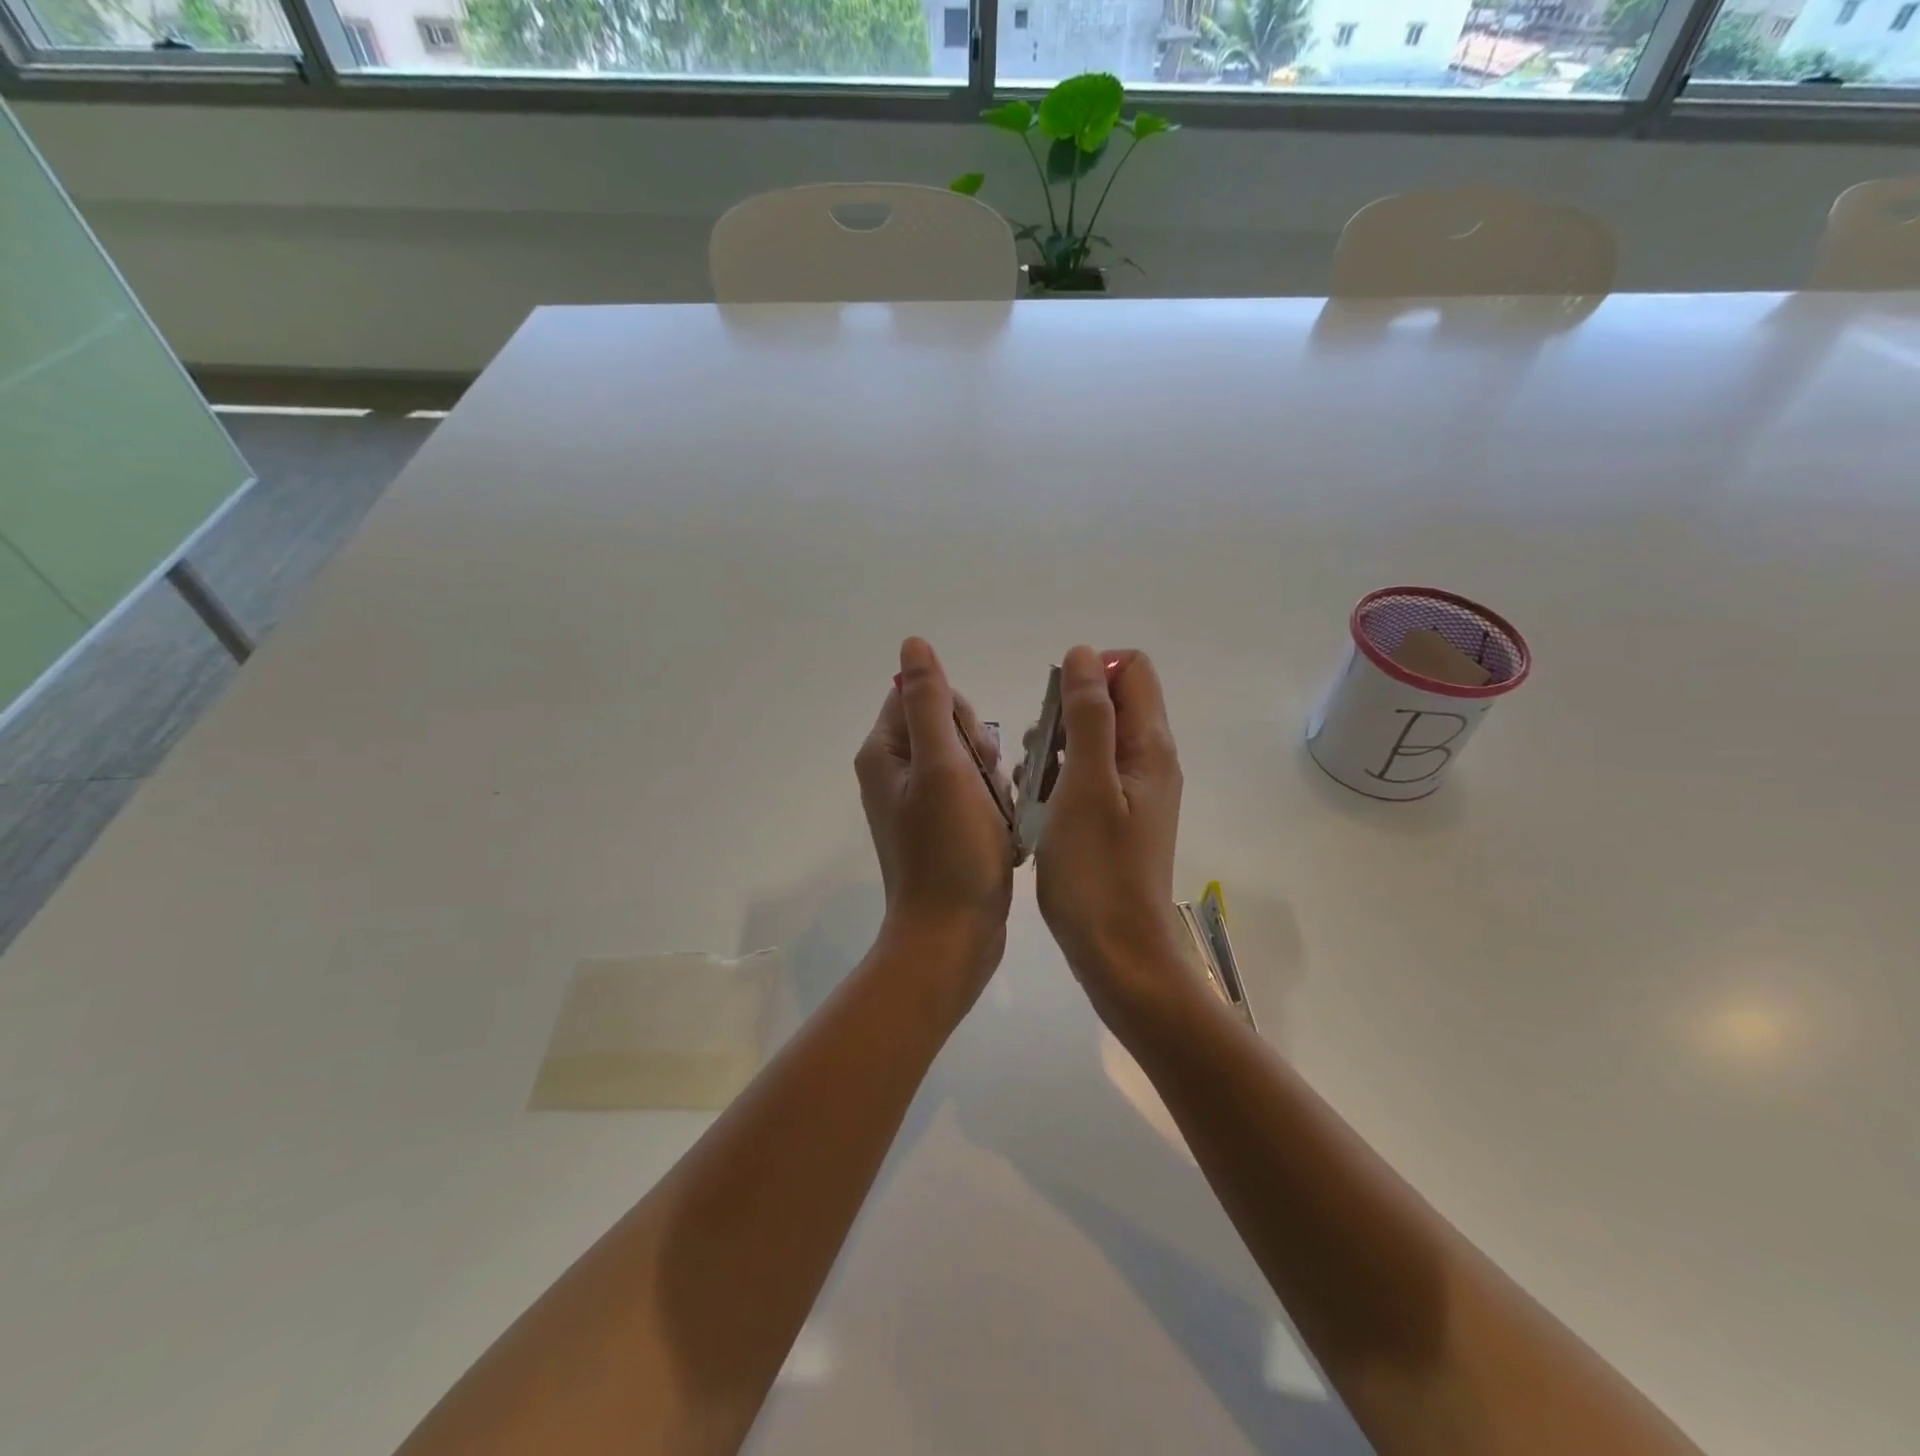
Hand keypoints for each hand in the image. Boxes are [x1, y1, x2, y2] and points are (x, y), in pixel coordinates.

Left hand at [855, 638, 1014, 998]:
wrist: (953, 935)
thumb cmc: (950, 850)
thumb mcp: (943, 767)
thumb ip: (929, 702)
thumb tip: (913, 644)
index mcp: (885, 753)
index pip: (920, 696)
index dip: (957, 715)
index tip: (973, 753)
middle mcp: (893, 773)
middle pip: (945, 726)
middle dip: (977, 749)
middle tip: (987, 787)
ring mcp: (916, 803)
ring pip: (965, 760)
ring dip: (990, 777)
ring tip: (997, 813)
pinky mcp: (938, 828)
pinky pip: (970, 793)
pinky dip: (990, 803)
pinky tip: (1000, 828)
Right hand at [1034, 645, 1189, 1026]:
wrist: (1117, 952)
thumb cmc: (1096, 869)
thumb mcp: (1086, 784)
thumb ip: (1088, 715)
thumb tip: (1085, 654)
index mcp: (1150, 746)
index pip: (1131, 669)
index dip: (1089, 673)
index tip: (1053, 710)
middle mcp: (1150, 761)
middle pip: (1110, 702)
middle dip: (1065, 713)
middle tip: (1038, 754)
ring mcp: (1134, 792)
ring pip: (1092, 739)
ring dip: (1056, 747)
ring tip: (1031, 782)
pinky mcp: (1117, 817)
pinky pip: (1087, 775)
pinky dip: (1059, 778)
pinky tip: (1036, 805)